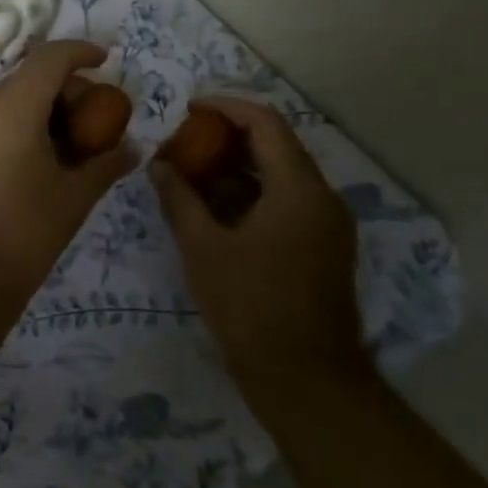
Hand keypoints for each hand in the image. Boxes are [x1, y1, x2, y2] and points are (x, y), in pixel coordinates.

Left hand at [0, 41, 137, 326]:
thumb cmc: (22, 236)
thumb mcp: (74, 198)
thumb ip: (106, 164)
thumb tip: (133, 148)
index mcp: (10, 108)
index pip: (49, 58)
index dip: (81, 52)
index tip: (106, 60)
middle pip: (29, 78)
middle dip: (66, 88)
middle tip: (95, 118)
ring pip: (8, 100)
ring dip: (42, 108)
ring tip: (71, 143)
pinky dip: (19, 124)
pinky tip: (39, 159)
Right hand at [149, 96, 366, 391]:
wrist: (305, 380)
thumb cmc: (251, 307)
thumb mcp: (203, 248)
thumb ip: (179, 199)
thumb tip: (159, 165)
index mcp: (299, 189)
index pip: (265, 123)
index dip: (226, 107)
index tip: (190, 110)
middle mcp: (322, 198)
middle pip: (276, 147)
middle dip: (227, 139)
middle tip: (185, 144)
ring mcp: (327, 225)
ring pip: (281, 177)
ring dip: (238, 169)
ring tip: (192, 175)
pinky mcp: (323, 249)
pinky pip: (287, 203)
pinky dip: (252, 195)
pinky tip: (216, 210)